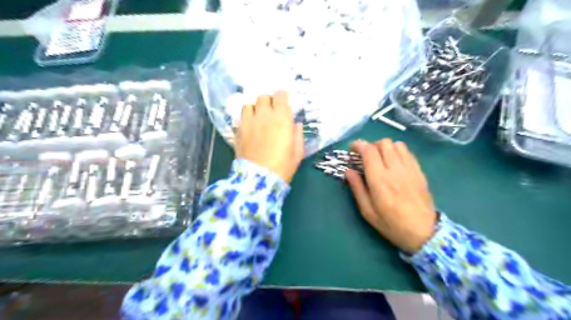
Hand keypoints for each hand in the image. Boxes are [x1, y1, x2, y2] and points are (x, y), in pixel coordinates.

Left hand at [235, 91, 305, 183]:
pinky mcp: (238, 131)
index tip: (284, 100)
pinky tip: (249, 126)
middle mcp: (264, 116)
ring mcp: (248, 123)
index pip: (280, 96)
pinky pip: (240, 117)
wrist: (258, 179)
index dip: (282, 96)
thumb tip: (296, 124)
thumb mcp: (297, 153)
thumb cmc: (282, 167)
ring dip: (255, 108)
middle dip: (268, 101)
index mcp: (282, 119)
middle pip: (263, 97)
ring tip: (258, 116)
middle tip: (272, 110)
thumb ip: (298, 135)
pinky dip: (246, 118)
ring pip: (248, 104)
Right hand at [343, 139, 437, 252]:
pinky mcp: (419, 171)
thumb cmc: (392, 224)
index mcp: (380, 180)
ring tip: (381, 158)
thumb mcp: (368, 211)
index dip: (358, 145)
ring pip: (396, 144)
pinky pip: (408, 152)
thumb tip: (348, 171)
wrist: (424, 233)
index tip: (352, 149)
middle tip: (366, 156)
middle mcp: (395, 170)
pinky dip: (398, 151)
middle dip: (371, 145)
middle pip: (383, 143)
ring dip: (385, 147)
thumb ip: (357, 188)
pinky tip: (394, 163)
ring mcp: (410, 169)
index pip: (369, 151)